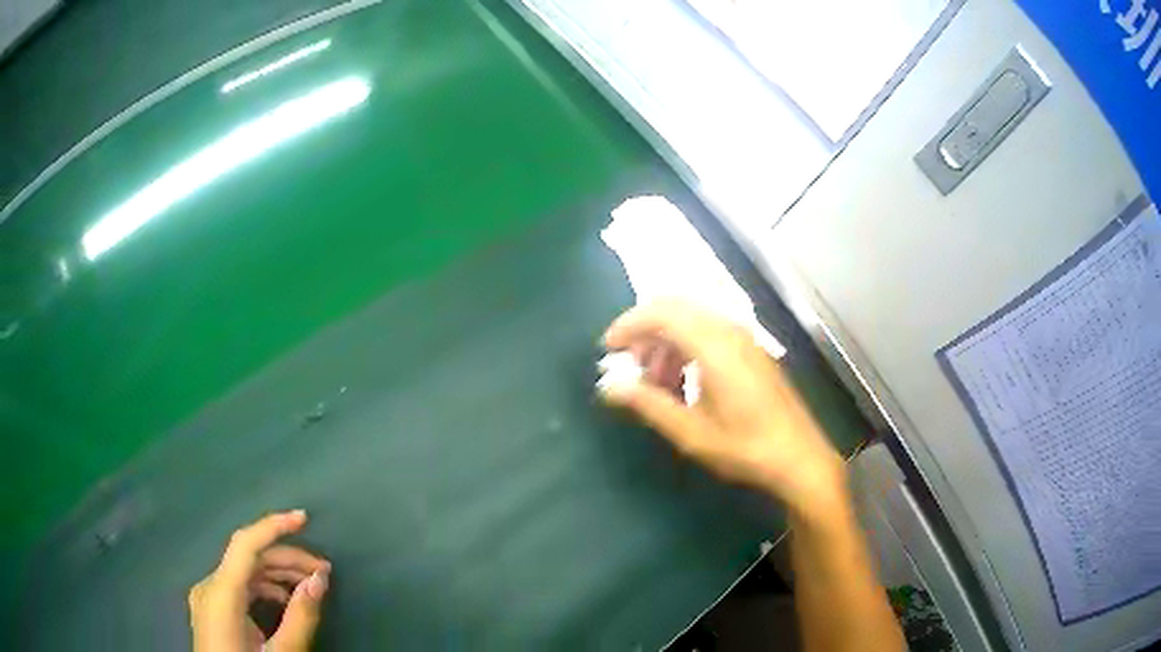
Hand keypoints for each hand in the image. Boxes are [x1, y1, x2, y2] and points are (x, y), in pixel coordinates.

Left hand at [189, 510, 330, 651]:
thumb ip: (300, 617)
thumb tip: (320, 579)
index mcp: (220, 593)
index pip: (245, 544)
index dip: (273, 526)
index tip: (305, 518)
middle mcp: (208, 586)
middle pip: (248, 559)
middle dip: (287, 560)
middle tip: (323, 573)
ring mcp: (207, 597)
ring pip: (244, 573)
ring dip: (278, 574)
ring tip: (310, 588)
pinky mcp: (211, 609)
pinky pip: (238, 587)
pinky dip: (263, 588)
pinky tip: (284, 601)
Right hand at [599, 300, 845, 514]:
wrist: (799, 458)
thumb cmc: (745, 447)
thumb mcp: (691, 432)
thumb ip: (648, 404)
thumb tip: (609, 386)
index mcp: (714, 346)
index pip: (661, 314)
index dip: (628, 325)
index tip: (608, 350)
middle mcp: (730, 331)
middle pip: (675, 309)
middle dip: (645, 331)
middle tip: (630, 366)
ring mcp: (744, 339)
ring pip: (692, 320)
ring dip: (666, 342)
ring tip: (656, 384)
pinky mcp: (752, 351)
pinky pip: (709, 333)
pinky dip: (686, 347)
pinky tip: (684, 383)